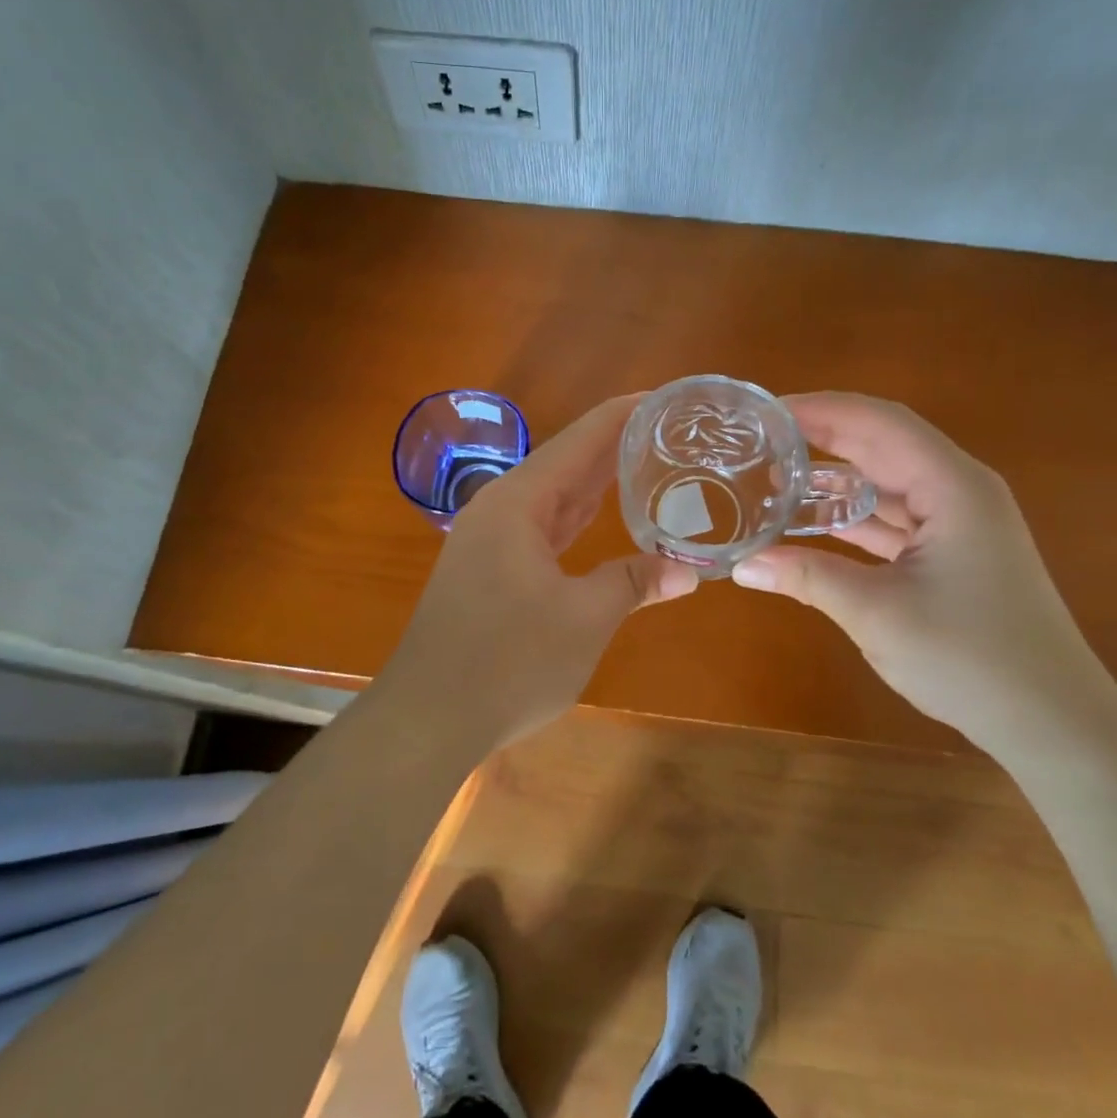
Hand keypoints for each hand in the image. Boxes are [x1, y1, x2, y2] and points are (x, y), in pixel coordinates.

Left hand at [382, 394, 699, 745]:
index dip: (624, 416)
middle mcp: (501, 509)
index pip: (581, 440)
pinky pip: (544, 526)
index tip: (667, 398)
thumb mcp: (584, 620)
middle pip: (568, 462)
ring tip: (649, 460)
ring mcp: (492, 539)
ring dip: (598, 481)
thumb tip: (689, 570)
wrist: (428, 719)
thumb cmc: (507, 663)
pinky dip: (578, 517)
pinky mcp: (491, 569)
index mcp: (519, 502)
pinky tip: (604, 514)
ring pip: (555, 496)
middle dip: (617, 445)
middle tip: (671, 430)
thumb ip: (634, 582)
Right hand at [731, 392, 1116, 750]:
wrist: (1054, 722)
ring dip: (837, 475)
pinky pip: (896, 516)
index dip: (822, 408)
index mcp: (952, 486)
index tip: (767, 412)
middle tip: (762, 438)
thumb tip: (740, 565)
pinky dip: (854, 514)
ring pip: (888, 481)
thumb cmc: (971, 659)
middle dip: (824, 435)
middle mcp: (959, 490)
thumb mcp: (877, 613)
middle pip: (883, 443)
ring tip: (776, 474)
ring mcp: (960, 522)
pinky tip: (812, 521)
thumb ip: (807, 577)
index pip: (879, 422)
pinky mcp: (956, 551)